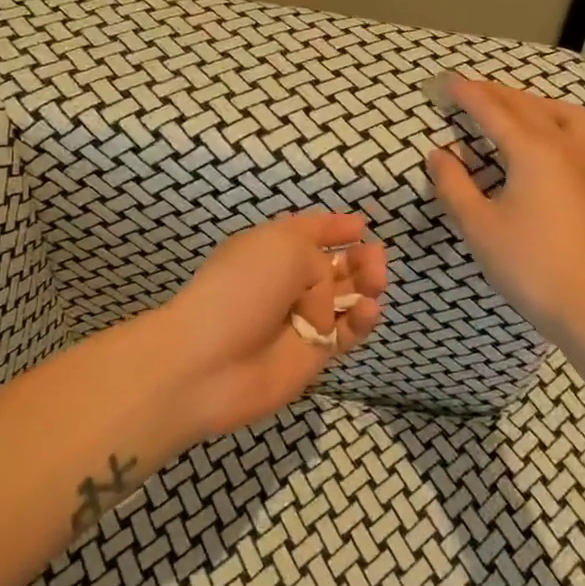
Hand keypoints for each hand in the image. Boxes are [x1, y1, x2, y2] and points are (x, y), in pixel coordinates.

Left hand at [160, 212, 386, 438]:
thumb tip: (327, 297)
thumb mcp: (285, 248)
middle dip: (358, 257)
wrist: (208, 361)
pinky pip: (346, 333)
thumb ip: (321, 262)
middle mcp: (286, 281)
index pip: (308, 232)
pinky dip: (361, 320)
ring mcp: (301, 320)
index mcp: (271, 248)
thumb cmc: (243, 288)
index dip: (333, 227)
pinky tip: (368, 309)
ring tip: (375, 280)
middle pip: (333, 265)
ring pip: (346, 298)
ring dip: (365, 285)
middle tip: (375, 256)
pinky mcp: (313, 355)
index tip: (361, 225)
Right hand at [427, 77, 584, 352]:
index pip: (493, 111)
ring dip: (534, 103)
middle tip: (467, 91)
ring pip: (563, 115)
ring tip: (512, 109)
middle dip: (495, 93)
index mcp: (532, 151)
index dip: (467, 94)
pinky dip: (562, 125)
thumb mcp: (478, 226)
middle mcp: (563, 148)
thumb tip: (439, 154)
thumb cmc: (529, 265)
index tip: (444, 81)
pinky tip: (554, 141)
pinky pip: (584, 138)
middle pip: (526, 106)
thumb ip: (454, 185)